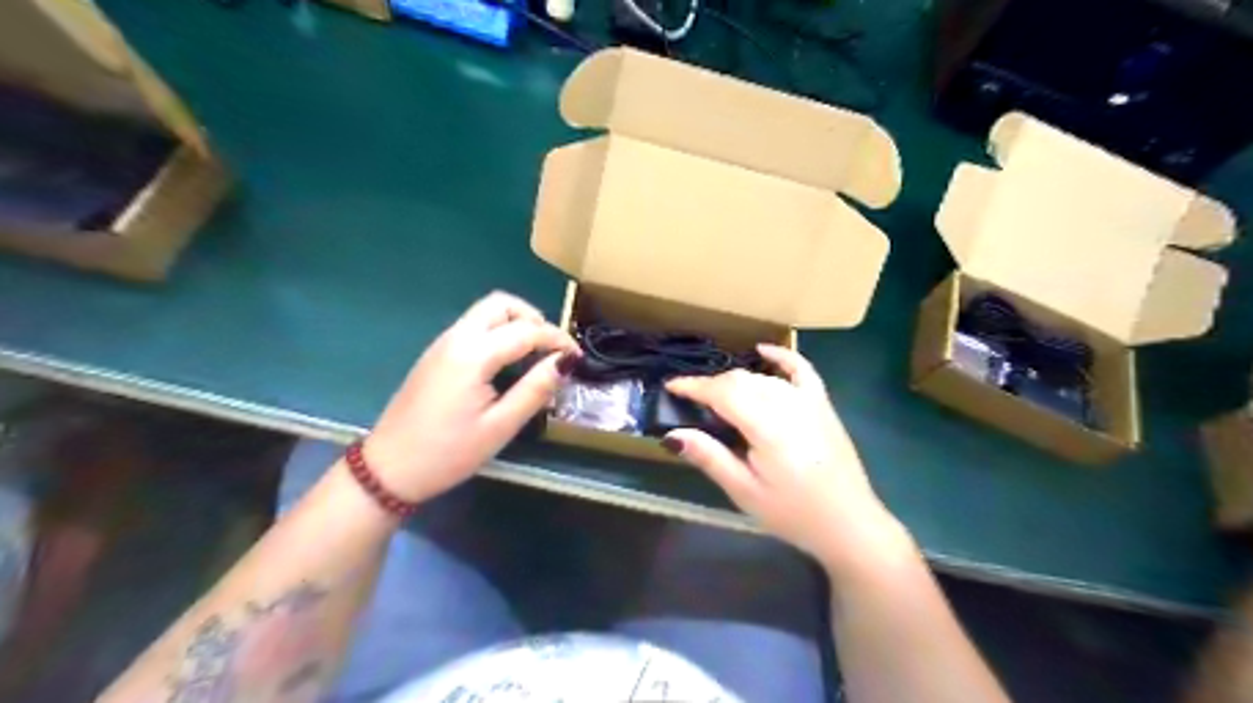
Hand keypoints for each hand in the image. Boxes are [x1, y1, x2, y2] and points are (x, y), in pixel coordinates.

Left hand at [362, 292, 576, 500]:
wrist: (389, 469)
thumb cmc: (448, 453)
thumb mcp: (500, 426)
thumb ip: (535, 389)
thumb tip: (565, 362)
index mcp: (473, 354)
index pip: (526, 330)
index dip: (557, 340)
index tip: (577, 357)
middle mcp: (456, 338)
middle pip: (501, 304)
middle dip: (533, 318)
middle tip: (551, 348)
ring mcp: (442, 344)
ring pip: (485, 312)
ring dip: (515, 323)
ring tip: (534, 355)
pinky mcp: (436, 355)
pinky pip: (473, 327)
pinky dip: (498, 332)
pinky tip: (507, 362)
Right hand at [664, 346, 911, 576]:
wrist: (848, 524)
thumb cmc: (793, 513)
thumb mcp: (745, 492)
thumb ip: (710, 457)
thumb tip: (672, 434)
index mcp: (767, 426)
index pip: (723, 392)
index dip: (694, 386)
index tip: (671, 386)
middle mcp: (789, 405)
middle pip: (741, 381)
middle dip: (711, 385)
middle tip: (690, 400)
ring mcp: (809, 402)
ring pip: (763, 378)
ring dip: (736, 379)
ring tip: (717, 393)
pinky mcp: (823, 405)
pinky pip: (801, 370)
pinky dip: (782, 356)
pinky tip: (764, 349)